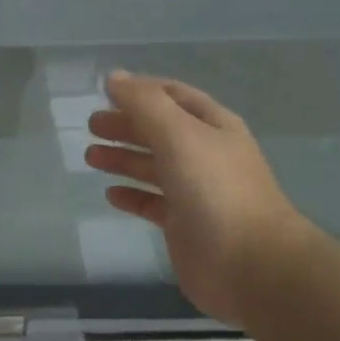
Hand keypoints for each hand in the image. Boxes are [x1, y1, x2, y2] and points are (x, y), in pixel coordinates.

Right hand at [84, 73, 308, 324]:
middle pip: (160, 131)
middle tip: (92, 126)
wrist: (249, 262)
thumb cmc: (214, 190)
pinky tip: (111, 194)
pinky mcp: (183, 224)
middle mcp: (205, 155)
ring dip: (123, 159)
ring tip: (90, 157)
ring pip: (153, 167)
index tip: (106, 91)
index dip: (143, 90)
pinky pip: (152, 203)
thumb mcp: (179, 135)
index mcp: (212, 126)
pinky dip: (131, 195)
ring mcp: (195, 191)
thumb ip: (144, 104)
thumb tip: (113, 77)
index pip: (174, 96)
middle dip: (127, 125)